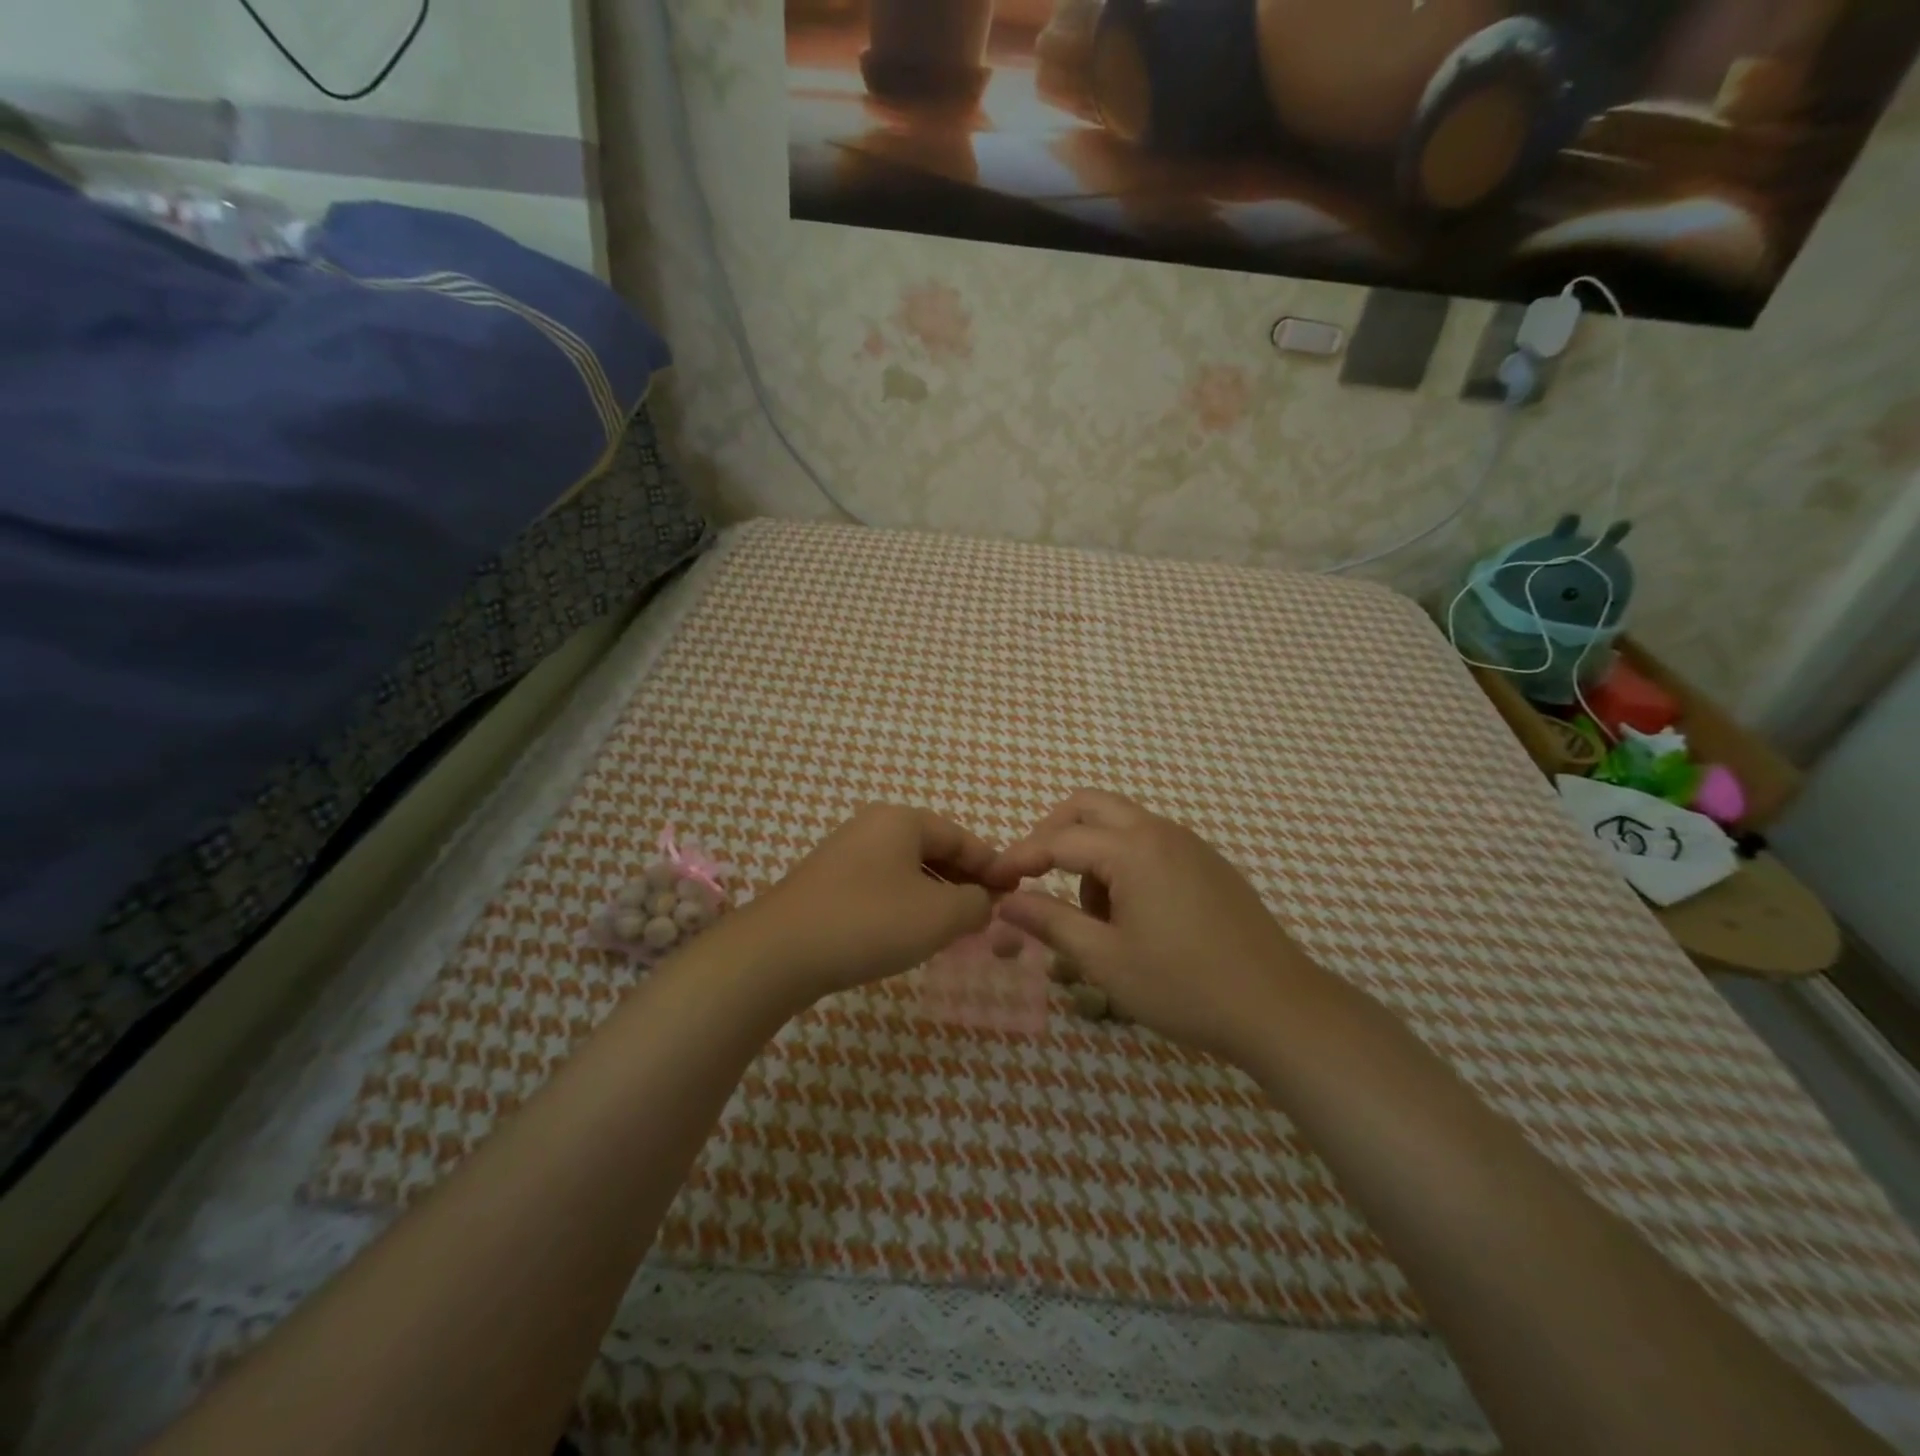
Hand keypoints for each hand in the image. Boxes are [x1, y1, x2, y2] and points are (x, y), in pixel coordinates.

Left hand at [732, 804, 1017, 1009]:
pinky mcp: (827, 882)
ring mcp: (845, 853)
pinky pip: (882, 885)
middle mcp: (872, 826)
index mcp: (902, 821)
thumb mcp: (939, 915)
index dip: (992, 865)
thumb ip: (975, 904)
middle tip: (988, 912)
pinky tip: (911, 932)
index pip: (961, 838)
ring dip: (936, 894)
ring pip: (907, 869)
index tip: (1015, 892)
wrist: (780, 951)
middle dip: (964, 880)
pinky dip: (906, 903)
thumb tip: (984, 901)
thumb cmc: (871, 922)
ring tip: (956, 927)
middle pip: (933, 850)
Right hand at [992, 790, 1319, 1065]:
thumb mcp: (1105, 960)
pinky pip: (1150, 844)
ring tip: (1093, 918)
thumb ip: (1050, 923)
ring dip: (1092, 853)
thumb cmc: (1184, 986)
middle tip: (1032, 874)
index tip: (993, 881)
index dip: (1020, 857)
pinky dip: (1124, 863)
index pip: (1059, 840)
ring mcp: (1190, 845)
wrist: (1278, 1008)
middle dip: (1052, 833)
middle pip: (1090, 806)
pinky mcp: (1208, 864)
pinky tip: (1132, 916)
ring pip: (1121, 825)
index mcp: (1133, 849)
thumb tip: (1006, 903)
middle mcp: (1161, 832)